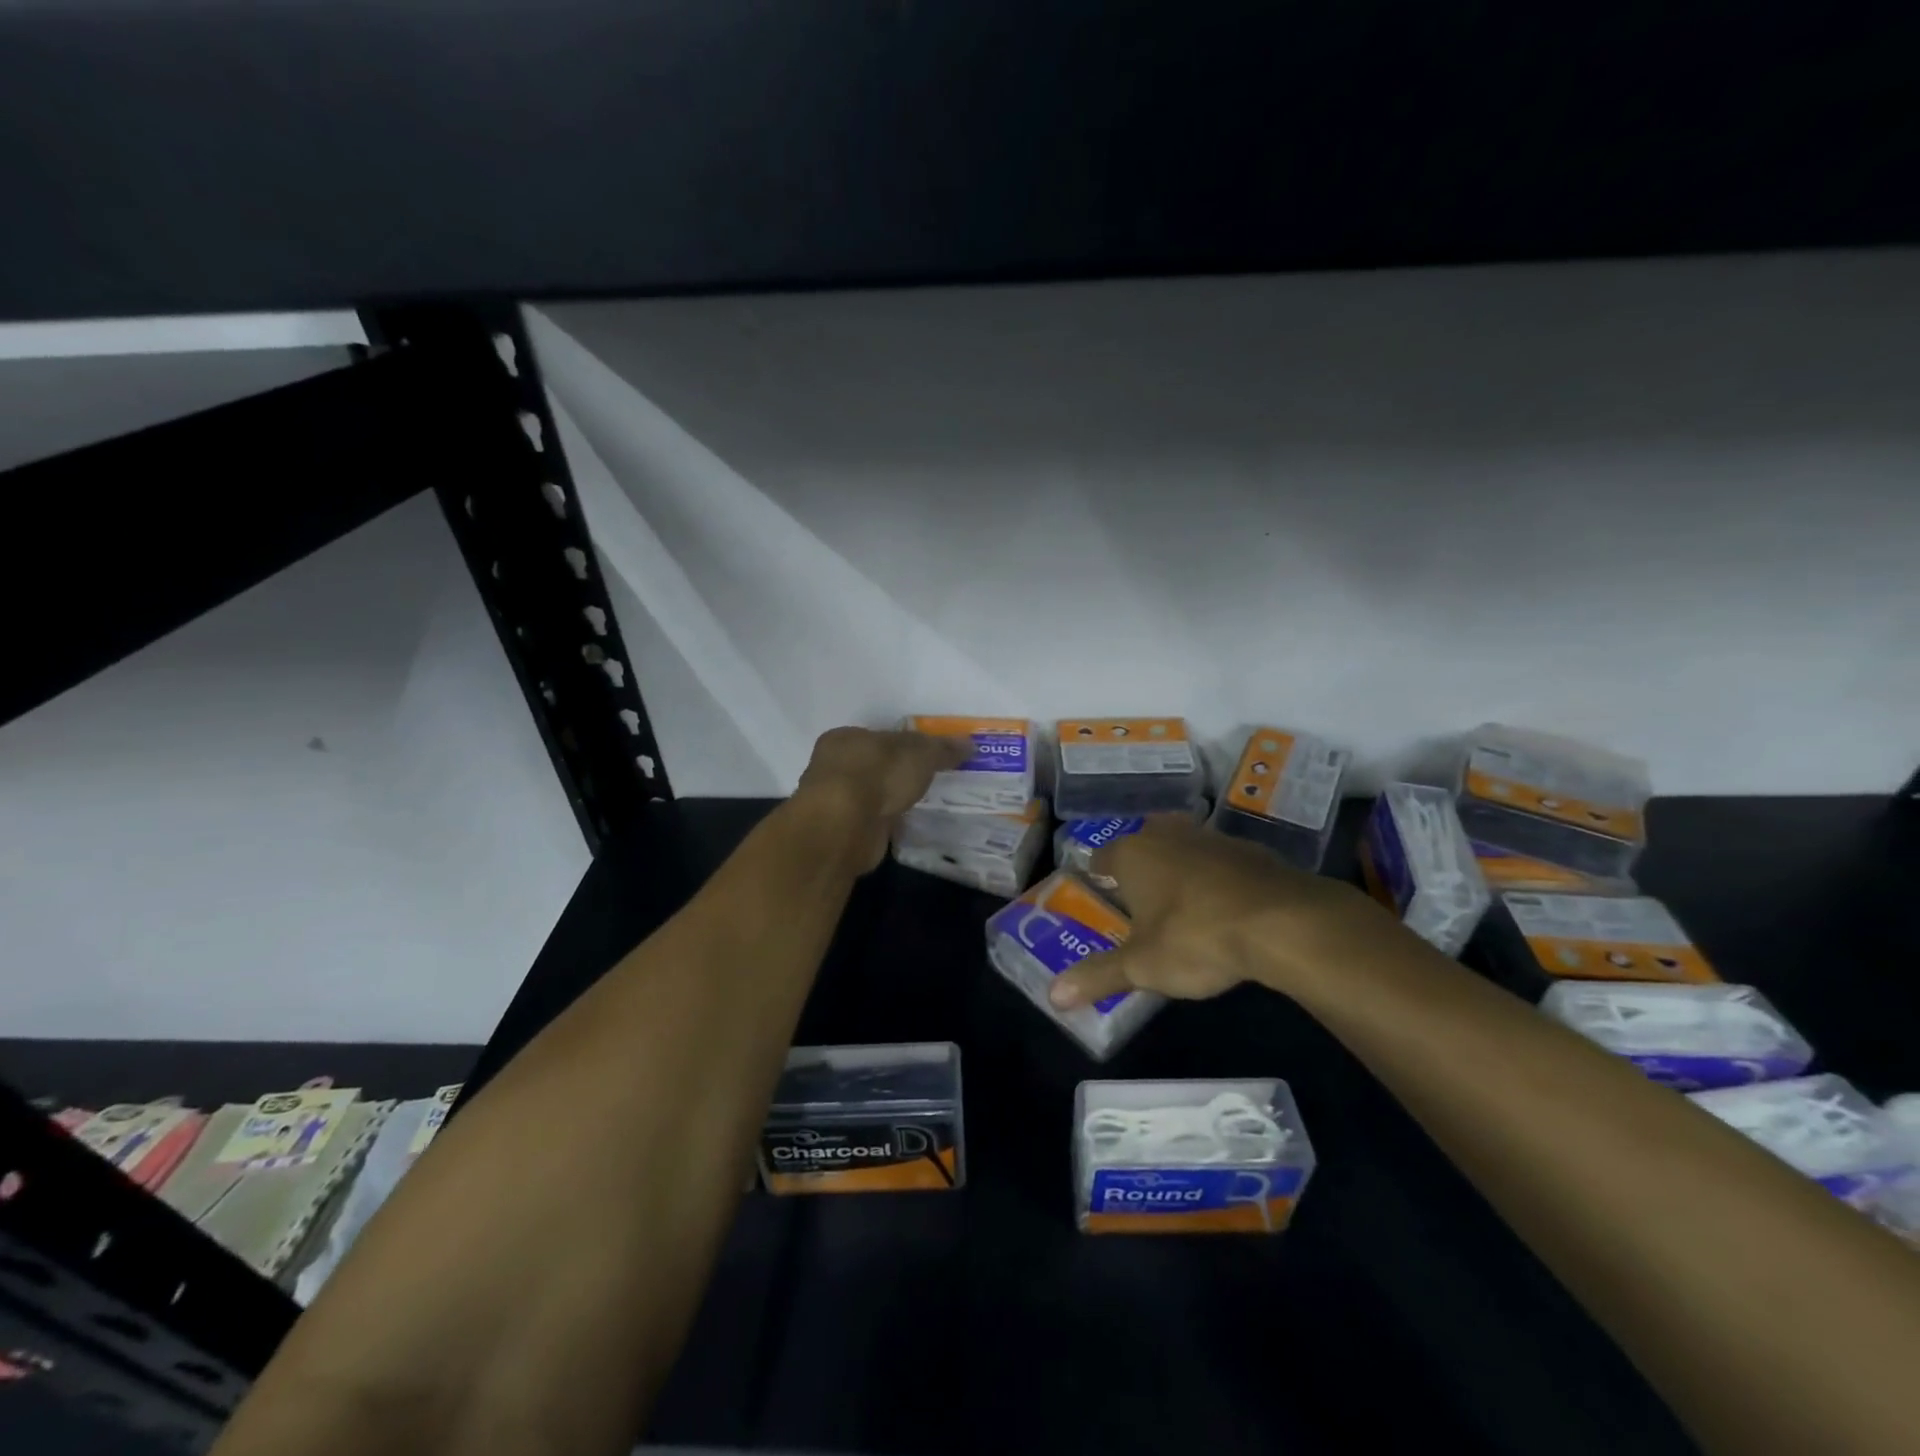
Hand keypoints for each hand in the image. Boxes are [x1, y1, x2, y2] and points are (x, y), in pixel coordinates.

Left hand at [793, 727, 970, 872]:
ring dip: (892, 799)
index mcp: (845, 739)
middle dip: (899, 773)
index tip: (928, 755)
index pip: (879, 737)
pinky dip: (888, 821)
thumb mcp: (920, 754)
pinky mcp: (844, 832)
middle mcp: (834, 767)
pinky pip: (873, 821)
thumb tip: (969, 744)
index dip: (905, 743)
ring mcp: (837, 802)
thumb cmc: (877, 774)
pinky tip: (907, 824)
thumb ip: (942, 748)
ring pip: (873, 795)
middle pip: (875, 765)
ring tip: (923, 803)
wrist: (845, 827)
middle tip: (931, 780)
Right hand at [1047, 815, 1391, 1009]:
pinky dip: (1216, 877)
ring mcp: (1210, 838)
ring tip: (1181, 901)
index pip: (1102, 858)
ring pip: (1183, 846)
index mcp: (1132, 854)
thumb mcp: (1143, 966)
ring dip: (1179, 867)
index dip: (1099, 876)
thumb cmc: (1196, 937)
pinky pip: (1220, 860)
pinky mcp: (1249, 850)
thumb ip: (1098, 977)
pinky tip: (1225, 905)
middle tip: (1140, 897)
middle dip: (1139, 866)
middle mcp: (1166, 835)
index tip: (1100, 894)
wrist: (1282, 921)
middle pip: (1142, 843)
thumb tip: (1052, 996)